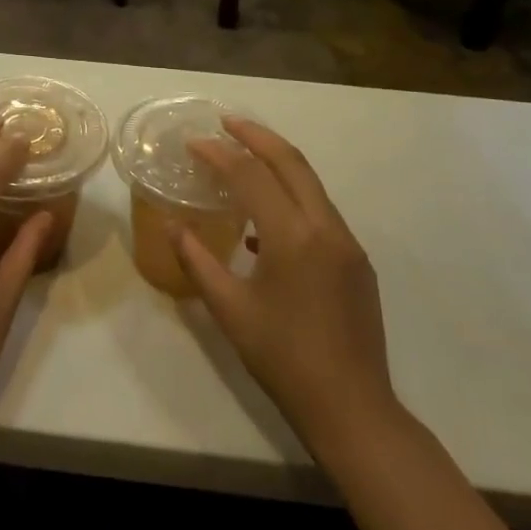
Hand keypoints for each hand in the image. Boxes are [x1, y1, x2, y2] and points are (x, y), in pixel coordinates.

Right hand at [174, 119, 400, 457]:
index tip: (193, 141)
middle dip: (256, 135)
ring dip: (277, 162)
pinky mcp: (357, 261)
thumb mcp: (229, 310)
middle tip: (225, 122)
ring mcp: (347, 243)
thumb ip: (197, 260)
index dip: (219, 153)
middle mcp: (325, 227)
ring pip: (310, 183)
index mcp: (293, 237)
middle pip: (291, 162)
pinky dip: (291, 196)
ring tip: (243, 157)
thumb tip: (173, 225)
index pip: (251, 175)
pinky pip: (319, 211)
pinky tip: (265, 220)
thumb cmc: (283, 358)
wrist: (352, 408)